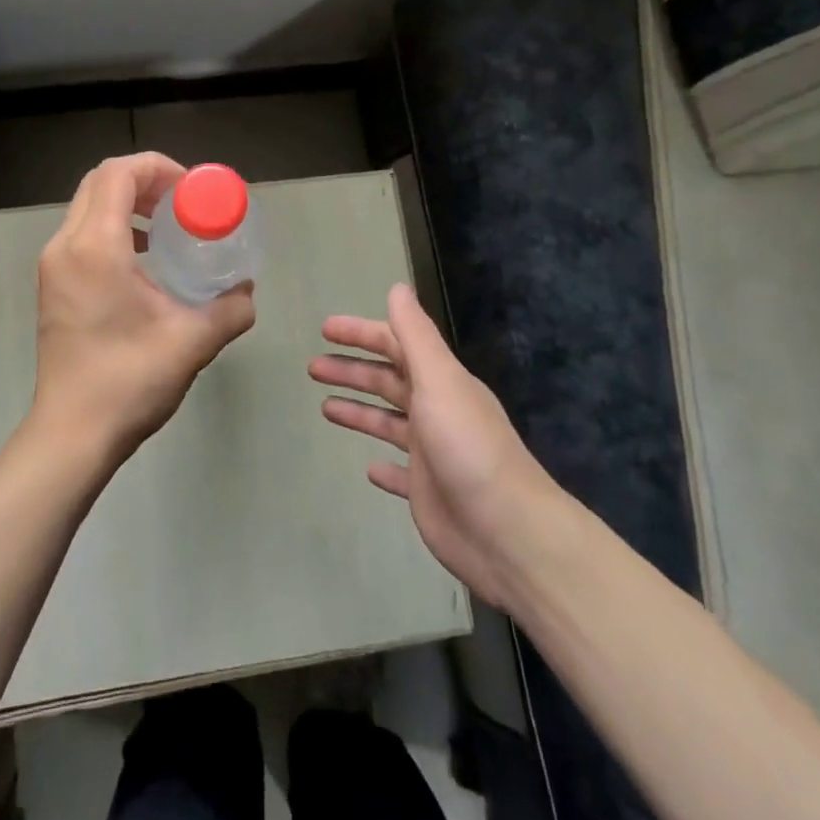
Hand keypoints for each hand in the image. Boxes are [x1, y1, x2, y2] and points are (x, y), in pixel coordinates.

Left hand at [31, 153, 255, 470]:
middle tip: (183, 202)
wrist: (71, 434)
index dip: (158, 167)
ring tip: (168, 225)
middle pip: (100, 182)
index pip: (118, 174)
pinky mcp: (52, 284)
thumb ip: (230, 309)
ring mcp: (53, 265)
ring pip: (88, 206)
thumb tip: (247, 290)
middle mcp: (66, 245)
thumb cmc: (129, 381)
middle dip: (145, 180)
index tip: (192, 190)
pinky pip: (82, 232)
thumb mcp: (193, 341)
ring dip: (128, 202)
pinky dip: (113, 226)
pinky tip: (145, 258)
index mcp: (95, 247)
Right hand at [312, 284, 564, 610]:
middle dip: (352, 371)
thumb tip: (398, 288)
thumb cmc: (468, 447)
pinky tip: (367, 468)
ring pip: (388, 422)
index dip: (361, 333)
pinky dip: (383, 467)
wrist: (508, 532)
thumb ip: (415, 335)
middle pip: (387, 381)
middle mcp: (436, 410)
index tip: (325, 330)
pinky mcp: (428, 492)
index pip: (395, 344)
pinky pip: (400, 473)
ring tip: (324, 407)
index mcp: (440, 381)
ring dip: (359, 411)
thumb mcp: (440, 381)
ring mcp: (432, 453)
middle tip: (312, 368)